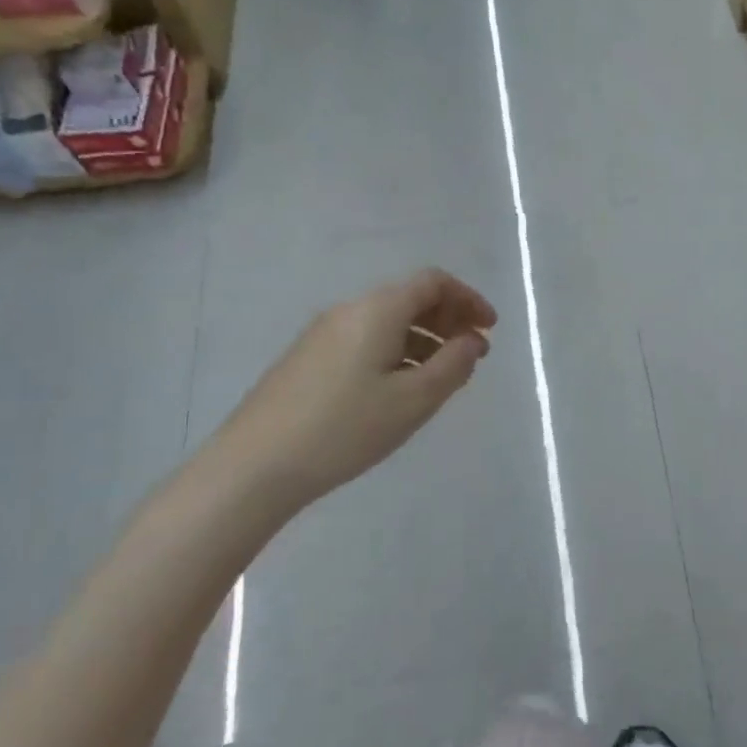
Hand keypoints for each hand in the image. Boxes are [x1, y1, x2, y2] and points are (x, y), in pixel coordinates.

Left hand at [169, 269, 496, 554]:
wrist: (256, 464)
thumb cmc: (345, 428)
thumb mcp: (413, 400)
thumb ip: (452, 365)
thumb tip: (472, 341)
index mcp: (377, 309)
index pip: (432, 282)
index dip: (468, 299)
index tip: (490, 328)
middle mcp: (349, 310)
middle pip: (408, 298)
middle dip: (448, 319)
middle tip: (473, 354)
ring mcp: (323, 334)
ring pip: (387, 322)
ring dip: (423, 339)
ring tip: (442, 377)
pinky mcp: (308, 359)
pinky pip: (365, 340)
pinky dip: (396, 352)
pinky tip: (400, 389)